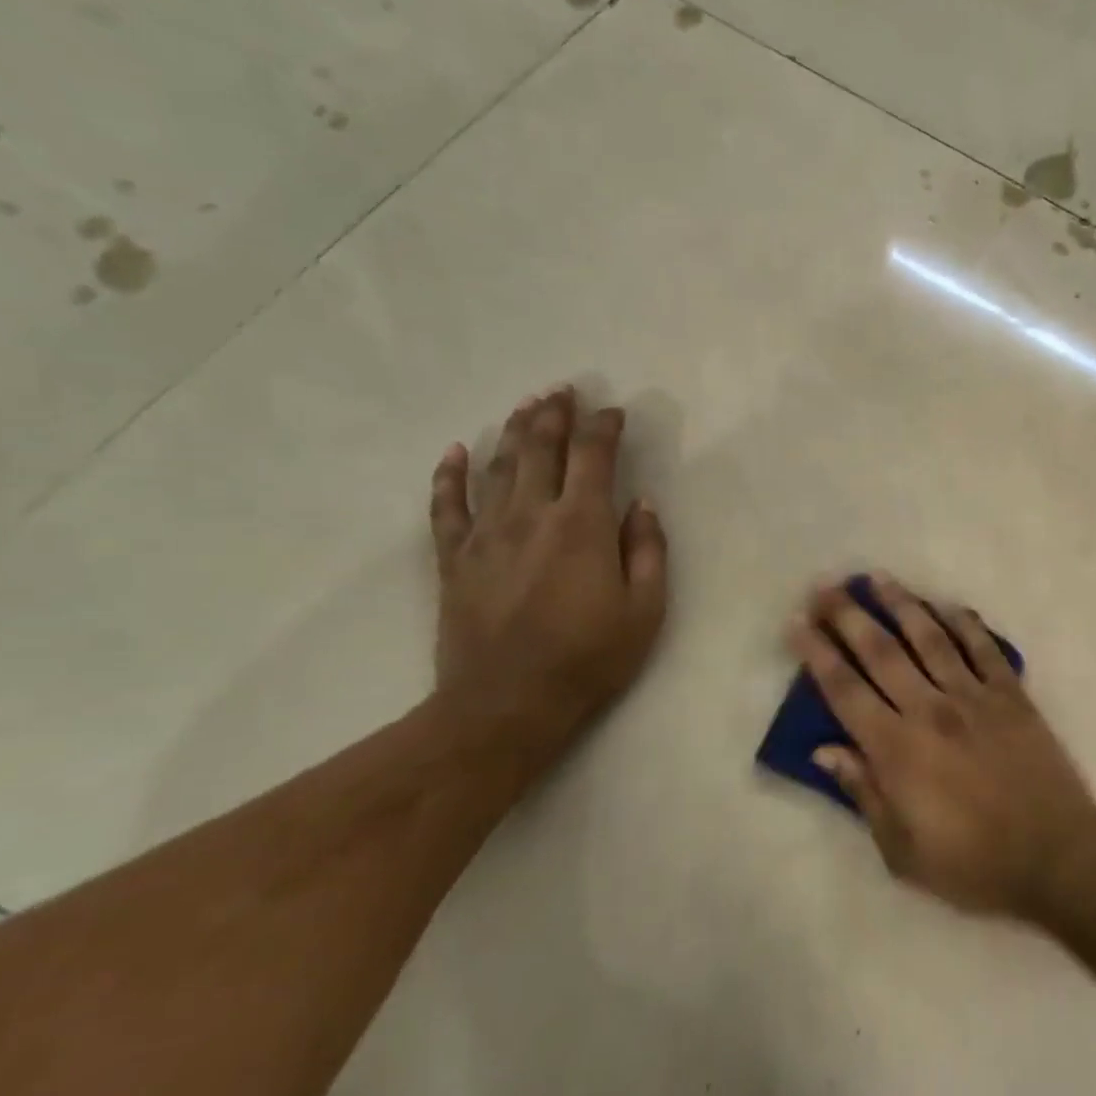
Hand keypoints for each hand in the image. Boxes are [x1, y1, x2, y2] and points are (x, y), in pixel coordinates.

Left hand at [429, 387, 667, 763]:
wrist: (506, 704)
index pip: (593, 457)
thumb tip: (642, 505)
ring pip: (498, 467)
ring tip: (526, 407)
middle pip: (540, 449)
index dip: (603, 427)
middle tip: (563, 391)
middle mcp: (531, 516)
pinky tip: (456, 452)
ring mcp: (486, 535)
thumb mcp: (645, 611)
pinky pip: (447, 507)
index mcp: (582, 526)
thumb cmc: (589, 659)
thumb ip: (648, 551)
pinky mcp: (454, 559)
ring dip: (513, 431)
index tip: (613, 411)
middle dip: (554, 415)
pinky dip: (450, 476)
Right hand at [790, 573, 1095, 919]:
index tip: (796, 623)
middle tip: (825, 586)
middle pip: (881, 651)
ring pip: (930, 638)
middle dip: (848, 615)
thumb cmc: (973, 864)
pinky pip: (984, 649)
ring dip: (901, 604)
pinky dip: (965, 623)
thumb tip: (825, 750)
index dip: (816, 653)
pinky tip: (948, 605)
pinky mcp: (1012, 696)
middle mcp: (930, 710)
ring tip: (877, 577)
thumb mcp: (902, 851)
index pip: (844, 690)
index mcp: (897, 749)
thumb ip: (863, 793)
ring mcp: (974, 698)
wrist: (1057, 858)